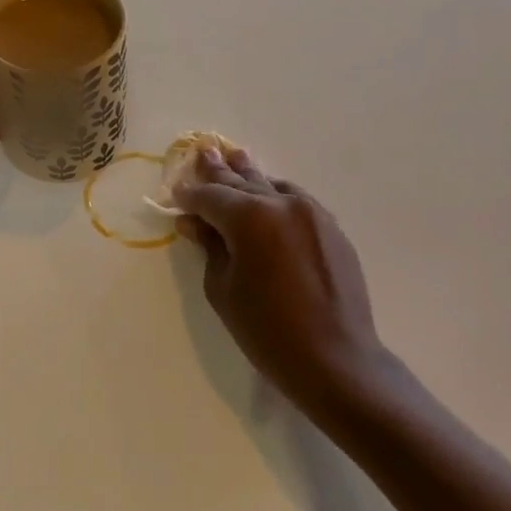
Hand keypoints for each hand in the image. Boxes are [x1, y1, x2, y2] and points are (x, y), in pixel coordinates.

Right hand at [175, 147, 392, 418]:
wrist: (335, 359)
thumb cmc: (267, 330)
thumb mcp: (224, 289)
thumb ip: (210, 247)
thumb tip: (195, 222)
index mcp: (250, 217)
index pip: (210, 197)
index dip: (189, 195)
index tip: (175, 192)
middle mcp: (283, 204)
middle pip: (242, 182)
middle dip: (219, 171)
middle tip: (204, 152)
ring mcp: (312, 213)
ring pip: (272, 186)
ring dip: (250, 176)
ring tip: (235, 157)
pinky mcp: (331, 229)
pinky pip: (296, 201)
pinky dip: (276, 195)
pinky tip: (269, 192)